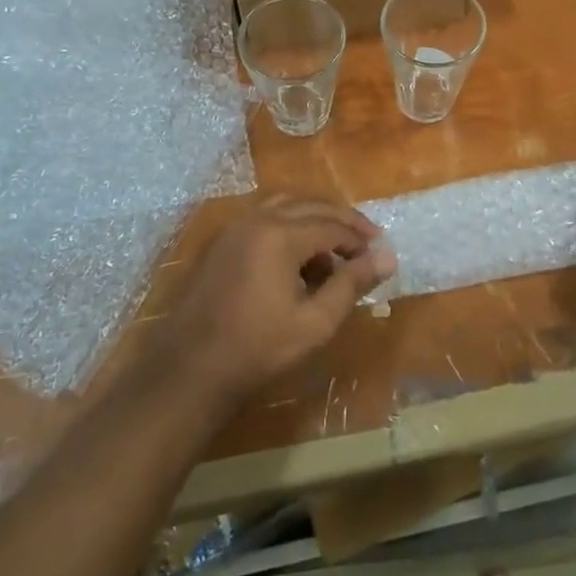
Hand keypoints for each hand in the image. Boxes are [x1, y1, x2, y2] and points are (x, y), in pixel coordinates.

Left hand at [160, 194, 395, 407]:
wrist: (188, 370)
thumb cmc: (257, 350)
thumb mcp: (315, 323)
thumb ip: (351, 284)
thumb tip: (388, 257)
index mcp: (281, 234)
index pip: (333, 225)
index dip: (360, 240)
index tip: (380, 256)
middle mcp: (258, 218)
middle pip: (311, 205)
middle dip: (343, 221)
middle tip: (367, 242)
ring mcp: (235, 227)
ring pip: (286, 204)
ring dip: (315, 218)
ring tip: (335, 246)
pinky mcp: (222, 241)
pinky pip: (265, 216)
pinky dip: (290, 223)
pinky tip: (299, 255)